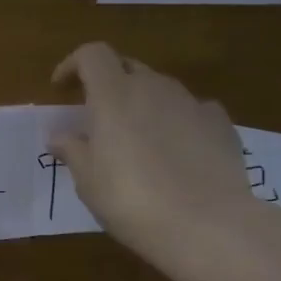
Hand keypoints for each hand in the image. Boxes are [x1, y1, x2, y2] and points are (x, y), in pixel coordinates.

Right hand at [50, 42, 254, 270]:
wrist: (207, 225)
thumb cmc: (131, 200)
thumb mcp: (88, 181)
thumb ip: (73, 151)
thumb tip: (59, 136)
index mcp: (114, 95)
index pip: (92, 55)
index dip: (73, 65)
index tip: (61, 88)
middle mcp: (154, 88)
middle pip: (127, 67)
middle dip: (109, 84)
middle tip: (97, 117)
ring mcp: (192, 103)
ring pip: (160, 89)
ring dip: (143, 103)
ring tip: (137, 138)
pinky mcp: (221, 125)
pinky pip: (192, 111)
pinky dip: (178, 121)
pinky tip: (178, 151)